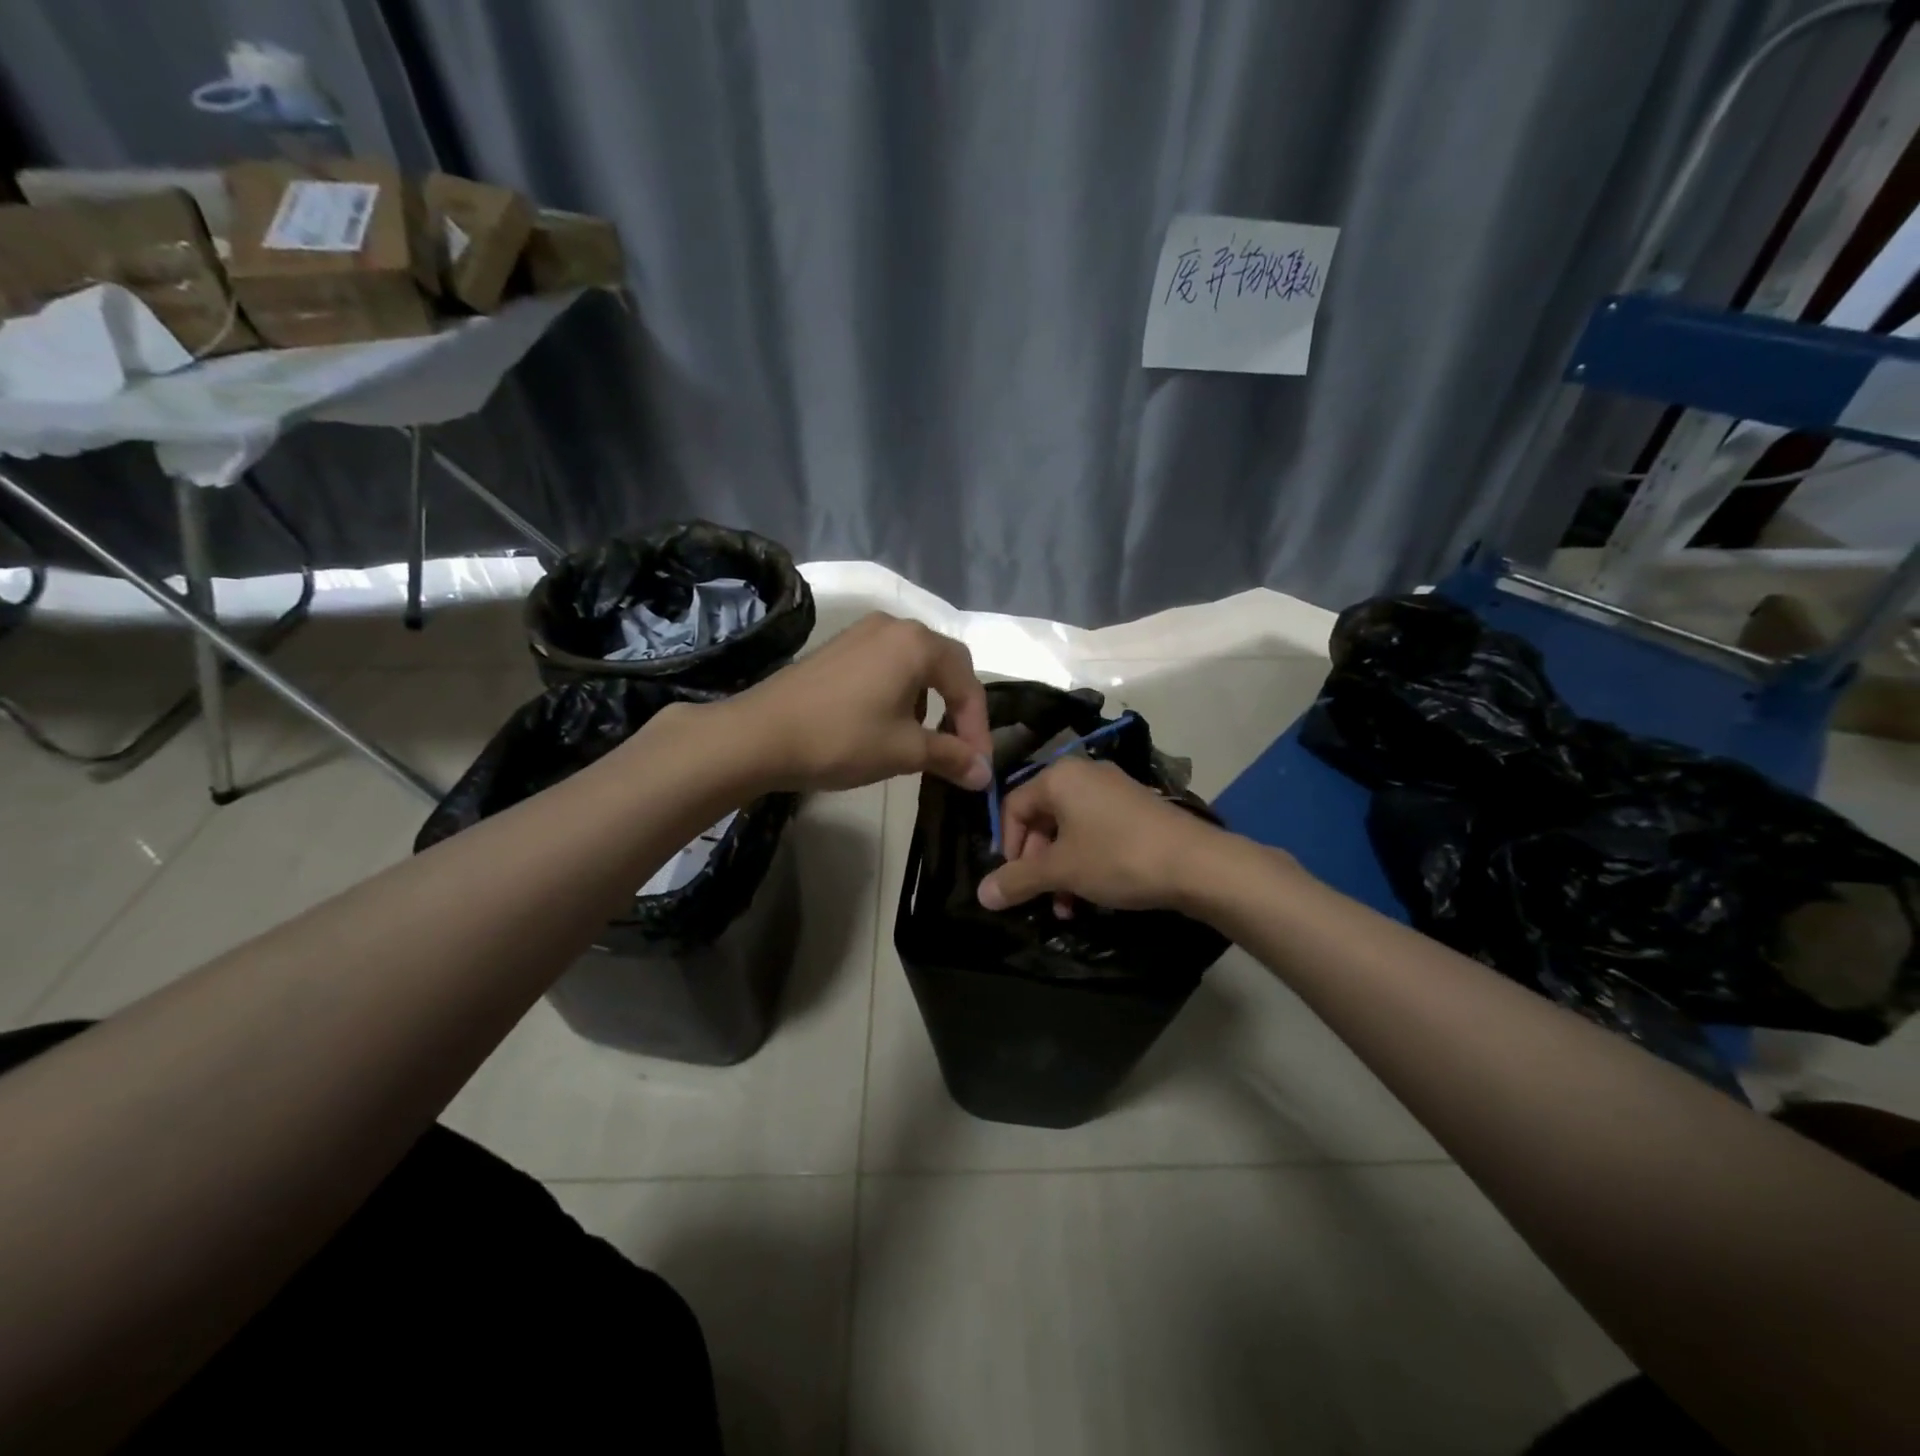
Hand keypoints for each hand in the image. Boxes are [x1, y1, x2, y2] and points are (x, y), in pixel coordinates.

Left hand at [721, 613, 991, 793]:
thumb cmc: (841, 739)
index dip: (978, 726)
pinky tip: (886, 723)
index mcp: (917, 644)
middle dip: (957, 708)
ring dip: (929, 701)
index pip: (967, 682)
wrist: (759, 735)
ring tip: (921, 740)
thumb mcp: (904, 751)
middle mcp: (893, 626)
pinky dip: (900, 692)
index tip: (978, 764)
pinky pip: (886, 664)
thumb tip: (984, 774)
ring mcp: (861, 633)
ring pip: (914, 664)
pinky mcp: (838, 648)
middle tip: (960, 748)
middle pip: (944, 664)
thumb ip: (951, 756)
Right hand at [976, 756, 1226, 913]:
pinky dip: (1086, 860)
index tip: (1012, 881)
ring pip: (1069, 830)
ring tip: (1066, 907)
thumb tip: (981, 895)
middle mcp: (1084, 774)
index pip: (1013, 806)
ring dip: (1061, 869)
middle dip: (1036, 863)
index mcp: (1059, 777)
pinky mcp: (1136, 808)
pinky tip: (1092, 895)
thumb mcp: (1062, 871)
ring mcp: (1113, 790)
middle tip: (1040, 896)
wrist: (1196, 863)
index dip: (1006, 846)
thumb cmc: (1118, 857)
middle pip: (1041, 818)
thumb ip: (1018, 880)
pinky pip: (1095, 831)